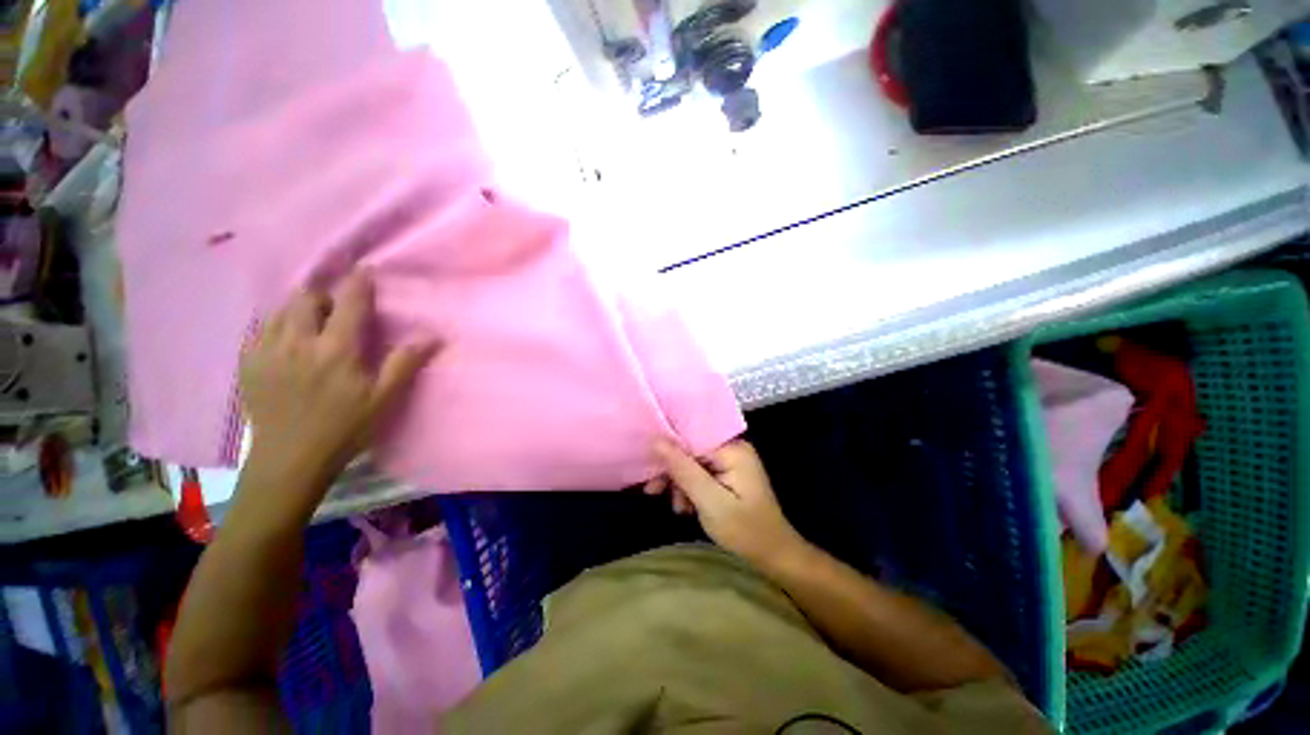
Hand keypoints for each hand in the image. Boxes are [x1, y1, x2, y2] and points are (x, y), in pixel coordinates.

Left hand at [240, 269, 436, 487]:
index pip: (349, 302)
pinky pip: (262, 329)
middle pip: (306, 298)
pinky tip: (289, 342)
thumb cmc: (345, 428)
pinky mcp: (248, 363)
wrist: (290, 459)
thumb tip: (433, 335)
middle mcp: (298, 342)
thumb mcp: (384, 398)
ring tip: (314, 323)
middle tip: (339, 309)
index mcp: (336, 350)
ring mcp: (267, 351)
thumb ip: (405, 363)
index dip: (358, 282)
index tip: (365, 269)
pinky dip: (279, 325)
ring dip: (301, 308)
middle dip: (325, 296)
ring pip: (282, 310)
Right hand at [647, 439, 805, 568]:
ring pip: (693, 463)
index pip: (691, 437)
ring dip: (680, 484)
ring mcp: (730, 462)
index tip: (650, 468)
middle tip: (653, 491)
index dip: (668, 449)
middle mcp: (731, 449)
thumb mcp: (710, 501)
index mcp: (732, 449)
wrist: (773, 555)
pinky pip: (701, 474)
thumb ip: (683, 469)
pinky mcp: (727, 475)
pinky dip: (690, 489)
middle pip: (691, 450)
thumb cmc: (745, 529)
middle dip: (672, 472)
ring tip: (678, 508)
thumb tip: (657, 440)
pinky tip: (686, 508)